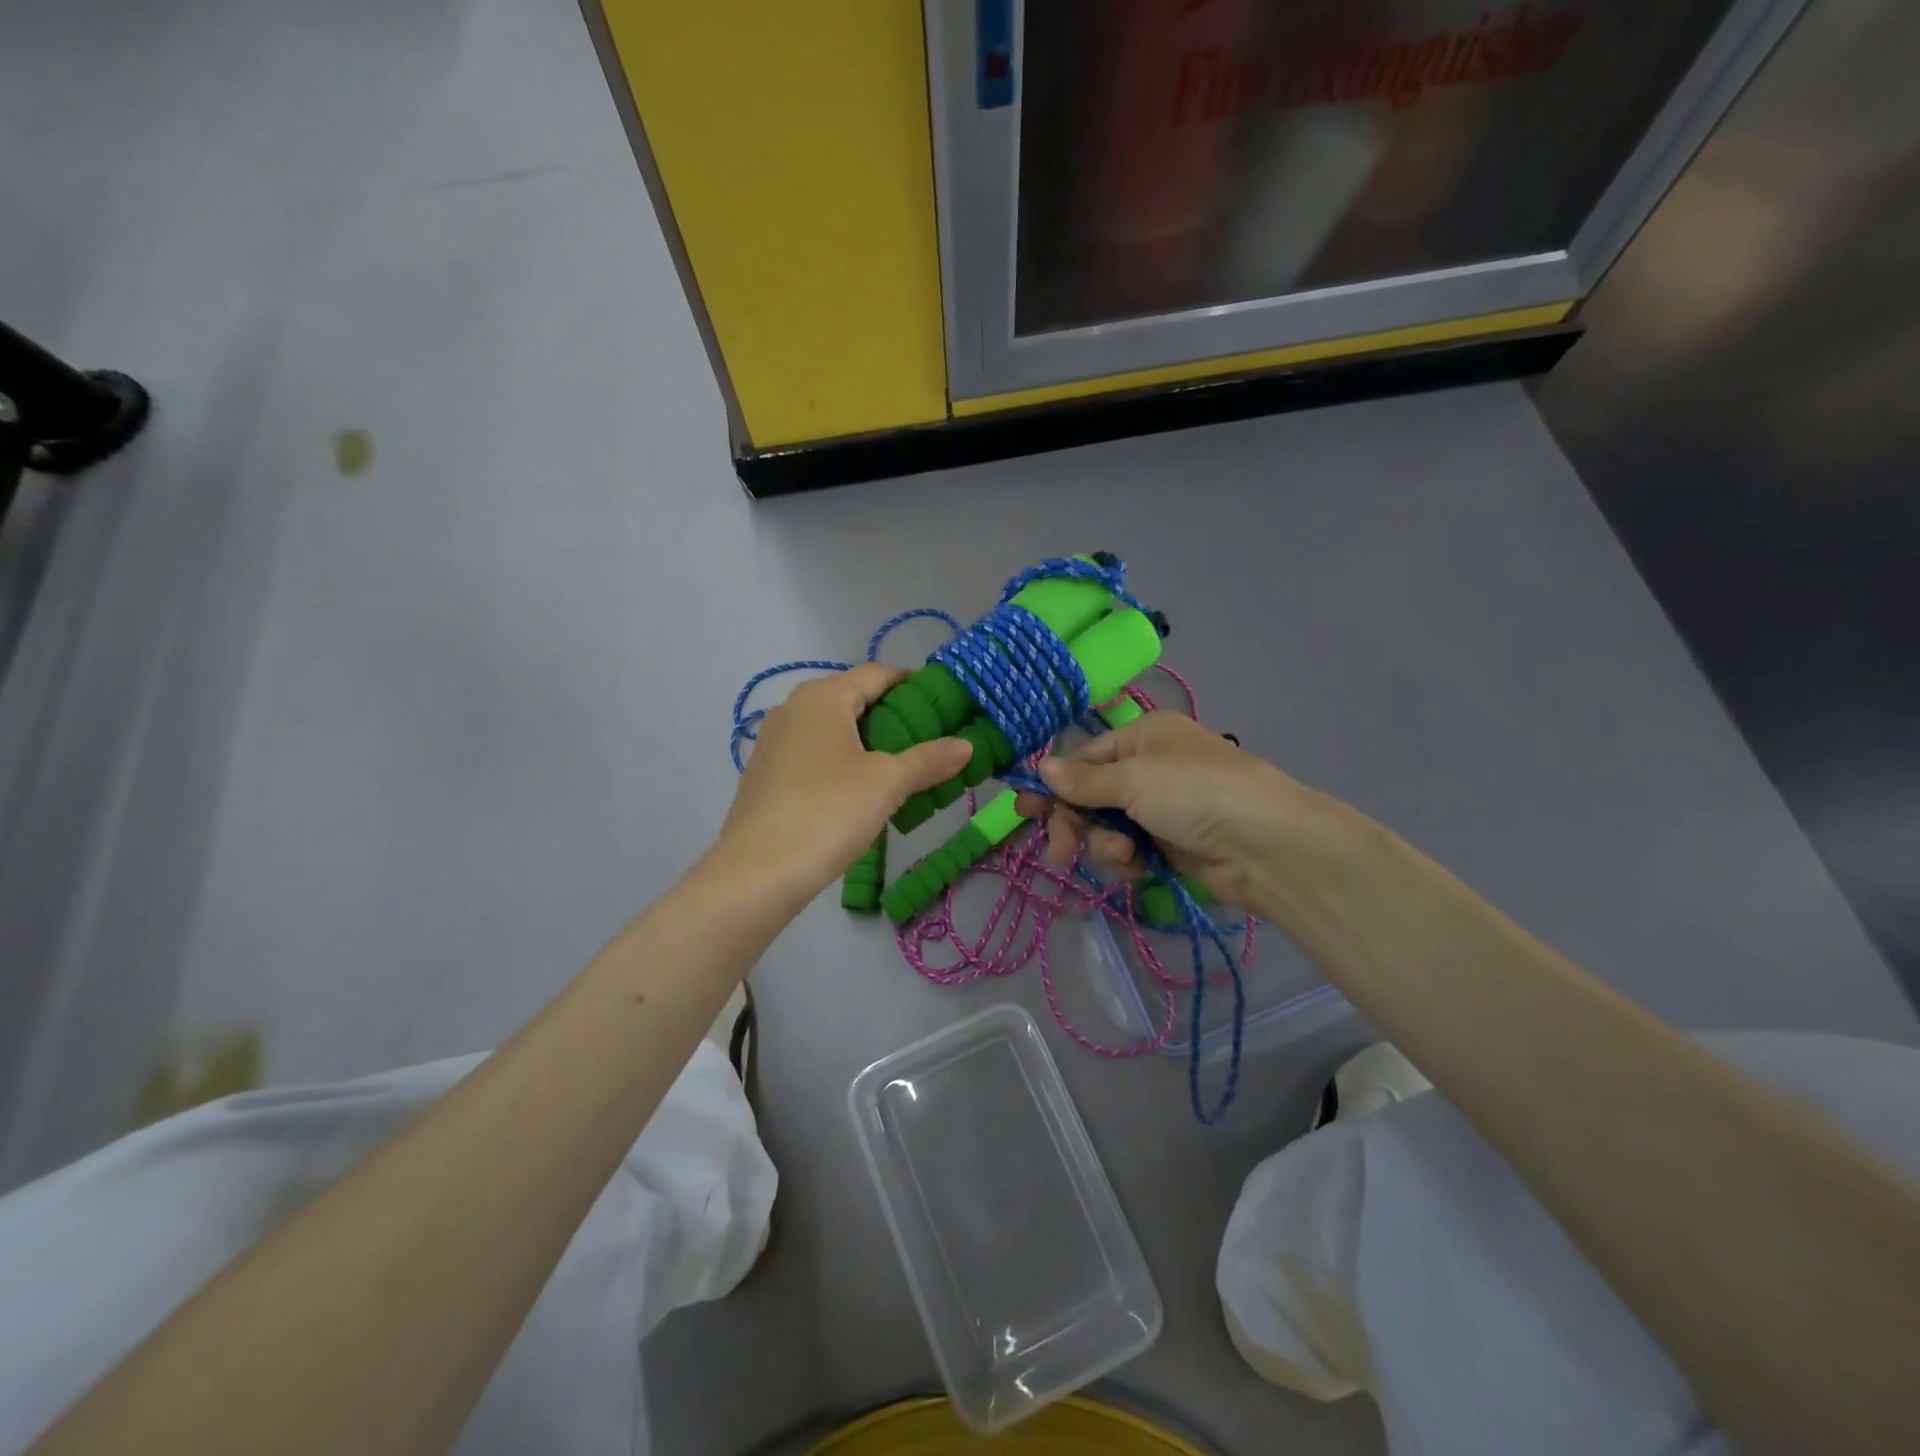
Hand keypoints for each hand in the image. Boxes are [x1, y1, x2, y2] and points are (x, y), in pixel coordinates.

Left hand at [717, 664, 970, 906]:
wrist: (758, 872)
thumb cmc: (828, 812)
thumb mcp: (887, 783)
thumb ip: (928, 759)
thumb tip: (967, 745)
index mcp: (822, 697)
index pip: (877, 674)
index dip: (912, 683)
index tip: (943, 702)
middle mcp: (793, 708)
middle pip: (853, 699)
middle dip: (892, 715)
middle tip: (929, 739)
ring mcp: (773, 741)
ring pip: (832, 729)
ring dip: (867, 741)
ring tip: (900, 767)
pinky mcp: (765, 773)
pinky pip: (813, 753)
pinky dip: (841, 761)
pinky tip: (858, 790)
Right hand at [1014, 712, 1354, 914]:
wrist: (1266, 845)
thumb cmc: (1195, 793)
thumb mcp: (1133, 779)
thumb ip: (1083, 781)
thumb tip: (1039, 767)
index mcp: (1143, 736)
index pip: (1084, 759)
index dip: (1055, 786)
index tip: (1025, 812)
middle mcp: (1150, 767)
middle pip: (1091, 795)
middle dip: (1076, 823)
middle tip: (1058, 853)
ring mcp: (1162, 807)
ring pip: (1108, 826)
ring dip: (1105, 844)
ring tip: (1124, 857)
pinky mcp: (1172, 843)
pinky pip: (1131, 849)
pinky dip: (1129, 859)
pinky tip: (1139, 867)